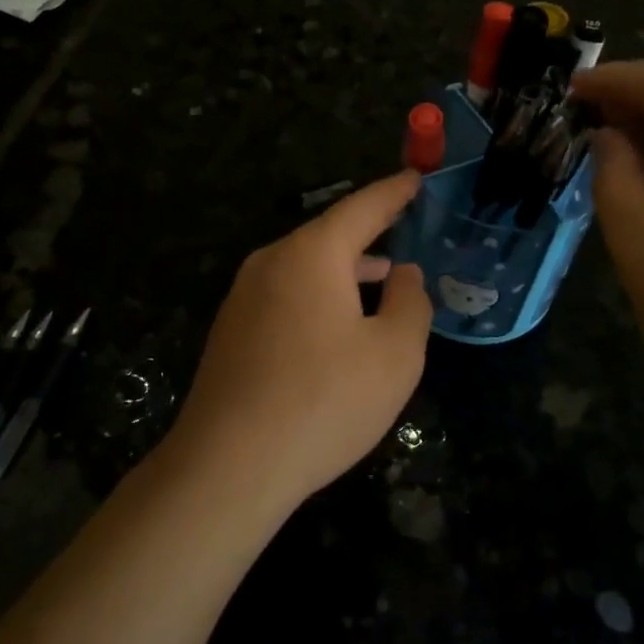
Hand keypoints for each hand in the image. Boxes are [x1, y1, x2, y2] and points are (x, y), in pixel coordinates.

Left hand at [168, 172, 433, 513]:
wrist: (229, 465)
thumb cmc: (324, 401)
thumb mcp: (395, 354)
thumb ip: (410, 303)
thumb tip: (404, 274)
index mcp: (312, 254)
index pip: (362, 208)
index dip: (394, 192)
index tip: (414, 178)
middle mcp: (271, 262)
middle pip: (329, 236)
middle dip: (369, 234)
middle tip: (403, 230)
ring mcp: (243, 296)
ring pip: (305, 268)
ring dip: (345, 270)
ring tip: (381, 279)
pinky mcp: (231, 331)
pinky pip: (285, 295)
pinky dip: (319, 296)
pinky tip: (336, 325)